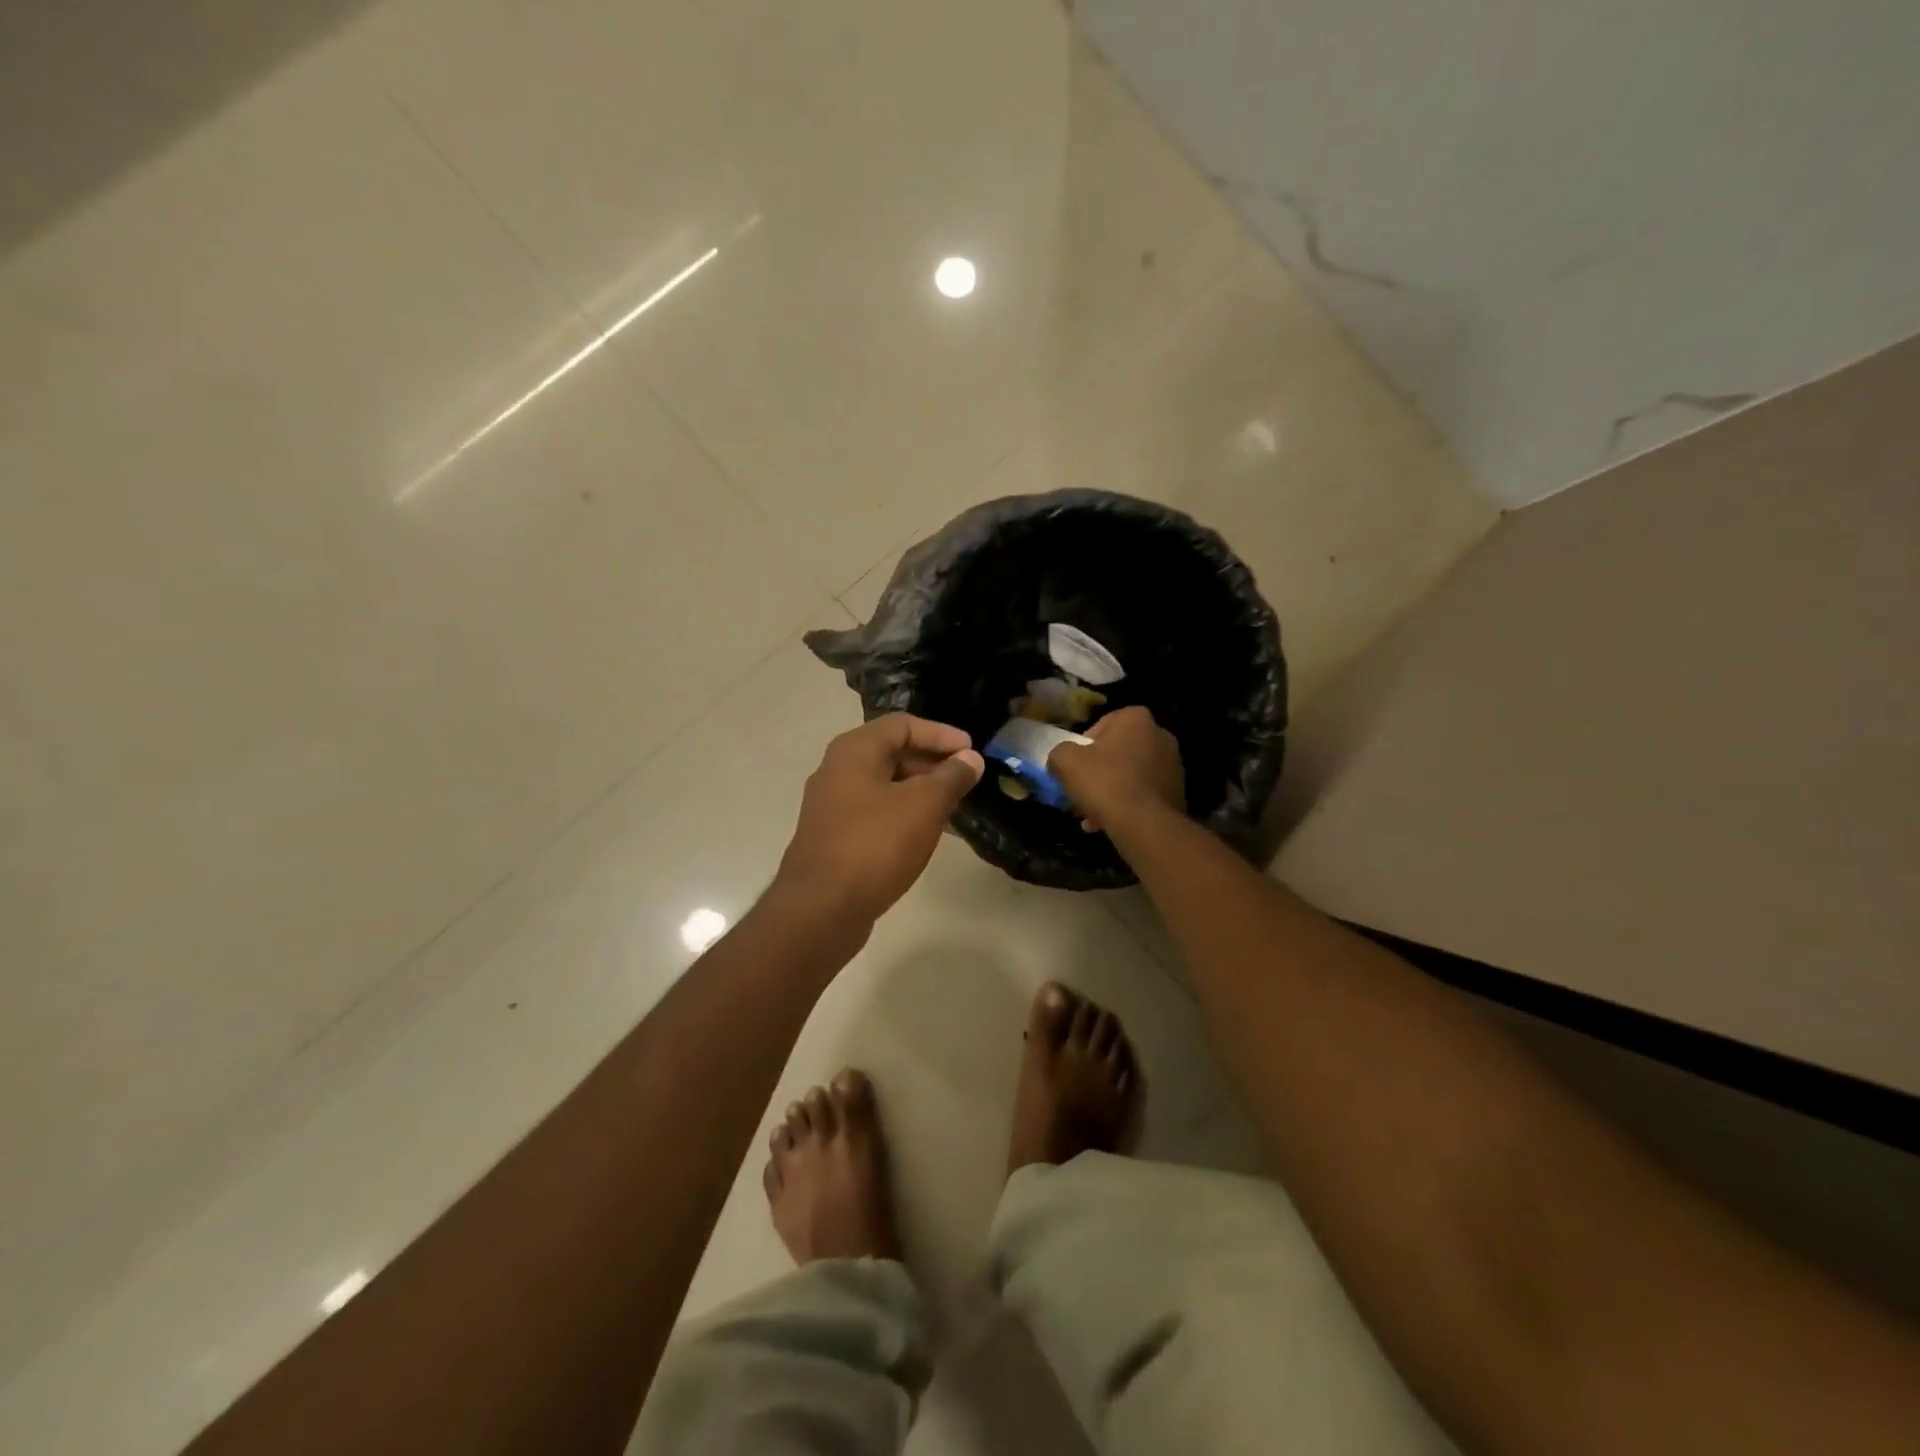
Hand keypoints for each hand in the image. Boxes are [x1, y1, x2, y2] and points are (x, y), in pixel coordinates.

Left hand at [774, 713, 984, 924]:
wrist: (821, 908)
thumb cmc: (875, 845)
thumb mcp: (924, 806)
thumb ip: (951, 777)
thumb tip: (970, 758)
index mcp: (854, 751)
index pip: (903, 725)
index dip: (941, 734)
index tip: (972, 752)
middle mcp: (837, 770)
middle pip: (891, 752)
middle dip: (932, 763)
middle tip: (965, 780)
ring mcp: (831, 806)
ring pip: (884, 785)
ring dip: (920, 791)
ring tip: (953, 808)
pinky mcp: (833, 837)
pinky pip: (874, 812)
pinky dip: (903, 814)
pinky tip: (926, 835)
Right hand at [1049, 706, 1184, 832]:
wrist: (1143, 823)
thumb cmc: (1104, 781)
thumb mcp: (1066, 761)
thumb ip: (1059, 753)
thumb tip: (1061, 759)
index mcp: (1136, 719)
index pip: (1102, 725)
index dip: (1084, 746)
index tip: (1075, 766)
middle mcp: (1160, 735)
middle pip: (1118, 752)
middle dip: (1100, 771)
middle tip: (1082, 791)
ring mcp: (1173, 765)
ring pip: (1131, 776)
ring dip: (1112, 791)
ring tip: (1092, 815)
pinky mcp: (1178, 792)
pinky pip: (1145, 795)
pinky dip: (1128, 805)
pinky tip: (1110, 824)